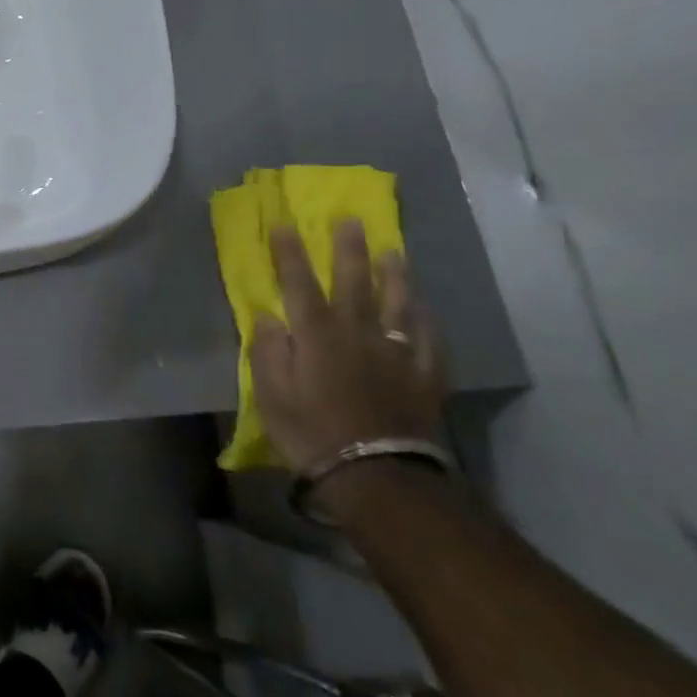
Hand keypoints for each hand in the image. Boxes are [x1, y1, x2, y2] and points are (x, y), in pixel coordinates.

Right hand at [250, 219, 445, 474]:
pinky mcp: (423, 375)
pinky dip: (425, 319)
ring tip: (394, 252)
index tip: (284, 224)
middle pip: (354, 281)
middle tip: (351, 220)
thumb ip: (268, 350)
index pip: (299, 282)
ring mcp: (396, 352)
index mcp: (316, 334)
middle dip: (349, 249)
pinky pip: (428, 339)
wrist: (377, 476)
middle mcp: (358, 332)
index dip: (289, 252)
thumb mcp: (271, 394)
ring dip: (395, 274)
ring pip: (397, 303)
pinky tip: (424, 309)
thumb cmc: (311, 432)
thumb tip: (269, 316)